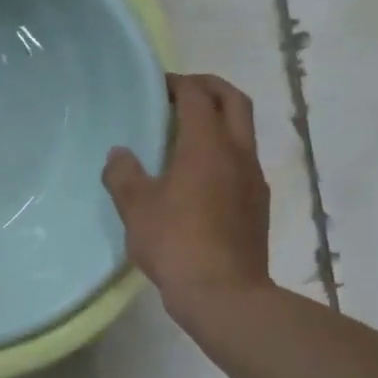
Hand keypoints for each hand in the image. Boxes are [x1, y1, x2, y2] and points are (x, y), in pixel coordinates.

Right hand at [102, 73, 272, 306]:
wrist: (223, 293)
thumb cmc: (175, 242)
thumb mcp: (136, 208)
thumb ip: (123, 175)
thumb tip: (119, 154)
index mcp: (207, 145)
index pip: (198, 96)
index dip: (179, 84)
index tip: (158, 85)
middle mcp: (238, 152)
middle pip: (234, 101)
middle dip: (210, 88)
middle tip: (182, 92)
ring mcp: (253, 178)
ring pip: (243, 131)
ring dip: (220, 120)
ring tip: (187, 133)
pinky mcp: (257, 203)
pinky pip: (243, 160)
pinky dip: (224, 150)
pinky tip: (200, 175)